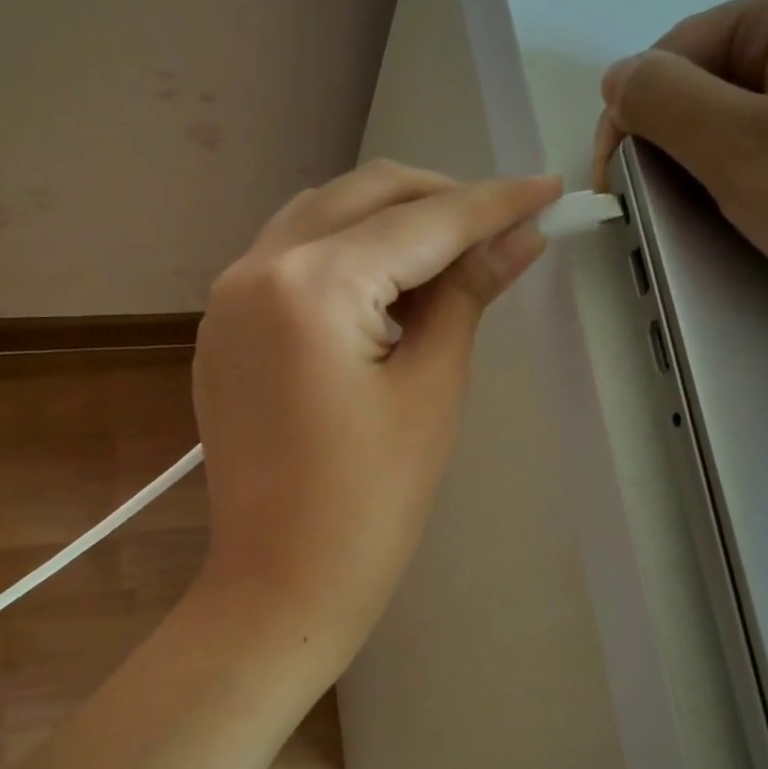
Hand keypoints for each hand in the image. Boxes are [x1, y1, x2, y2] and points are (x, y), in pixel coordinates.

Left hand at [191, 160, 558, 674]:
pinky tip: (382, 290)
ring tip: (446, 258)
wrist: (280, 580)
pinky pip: (287, 260)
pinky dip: (341, 255)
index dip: (491, 204)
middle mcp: (255, 268)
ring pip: (319, 218)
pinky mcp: (221, 329)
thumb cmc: (369, 504)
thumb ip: (466, 295)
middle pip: (361, 196)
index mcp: (313, 284)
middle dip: (436, 200)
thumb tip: (518, 237)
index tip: (546, 188)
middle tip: (499, 225)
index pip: (420, 221)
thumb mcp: (431, 389)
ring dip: (386, 221)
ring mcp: (226, 298)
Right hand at [595, 0, 767, 342]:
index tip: (618, 191)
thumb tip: (617, 78)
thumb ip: (664, 104)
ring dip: (713, 170)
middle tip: (666, 213)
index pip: (681, 49)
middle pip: (715, 81)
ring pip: (749, 120)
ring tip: (716, 221)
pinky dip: (758, 181)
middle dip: (677, 146)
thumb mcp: (740, 149)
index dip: (635, 116)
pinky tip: (762, 219)